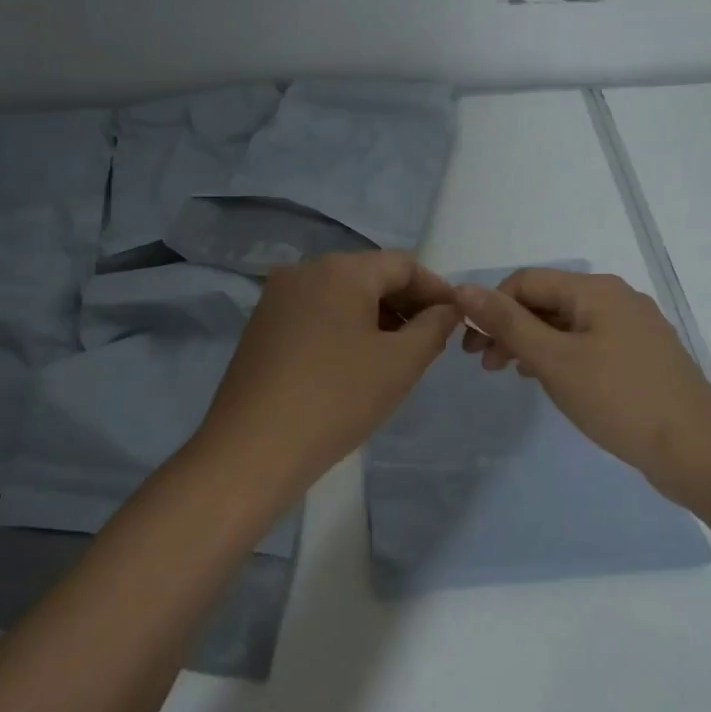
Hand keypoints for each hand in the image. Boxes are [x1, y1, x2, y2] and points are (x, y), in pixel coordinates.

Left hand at [196, 251, 460, 495]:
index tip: (457, 318)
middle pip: (369, 275)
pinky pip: (315, 314)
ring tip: (396, 356)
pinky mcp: (261, 325)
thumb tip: (446, 309)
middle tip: (430, 341)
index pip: (403, 264)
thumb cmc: (337, 399)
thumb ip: (433, 328)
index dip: (435, 289)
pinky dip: (343, 328)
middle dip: (404, 304)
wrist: (253, 447)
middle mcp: (304, 270)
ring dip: (374, 317)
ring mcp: (277, 297)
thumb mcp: (399, 364)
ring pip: (340, 295)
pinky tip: (354, 363)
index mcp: (340, 269)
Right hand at [455, 268, 710, 495]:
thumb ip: (507, 323)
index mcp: (595, 290)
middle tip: (483, 363)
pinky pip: (587, 342)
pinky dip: (558, 354)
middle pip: (546, 300)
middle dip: (509, 326)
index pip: (526, 281)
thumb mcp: (553, 359)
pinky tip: (547, 379)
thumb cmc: (618, 399)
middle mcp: (615, 298)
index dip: (491, 306)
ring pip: (566, 323)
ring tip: (508, 372)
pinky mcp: (640, 355)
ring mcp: (632, 327)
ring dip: (531, 342)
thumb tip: (464, 289)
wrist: (697, 449)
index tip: (469, 344)